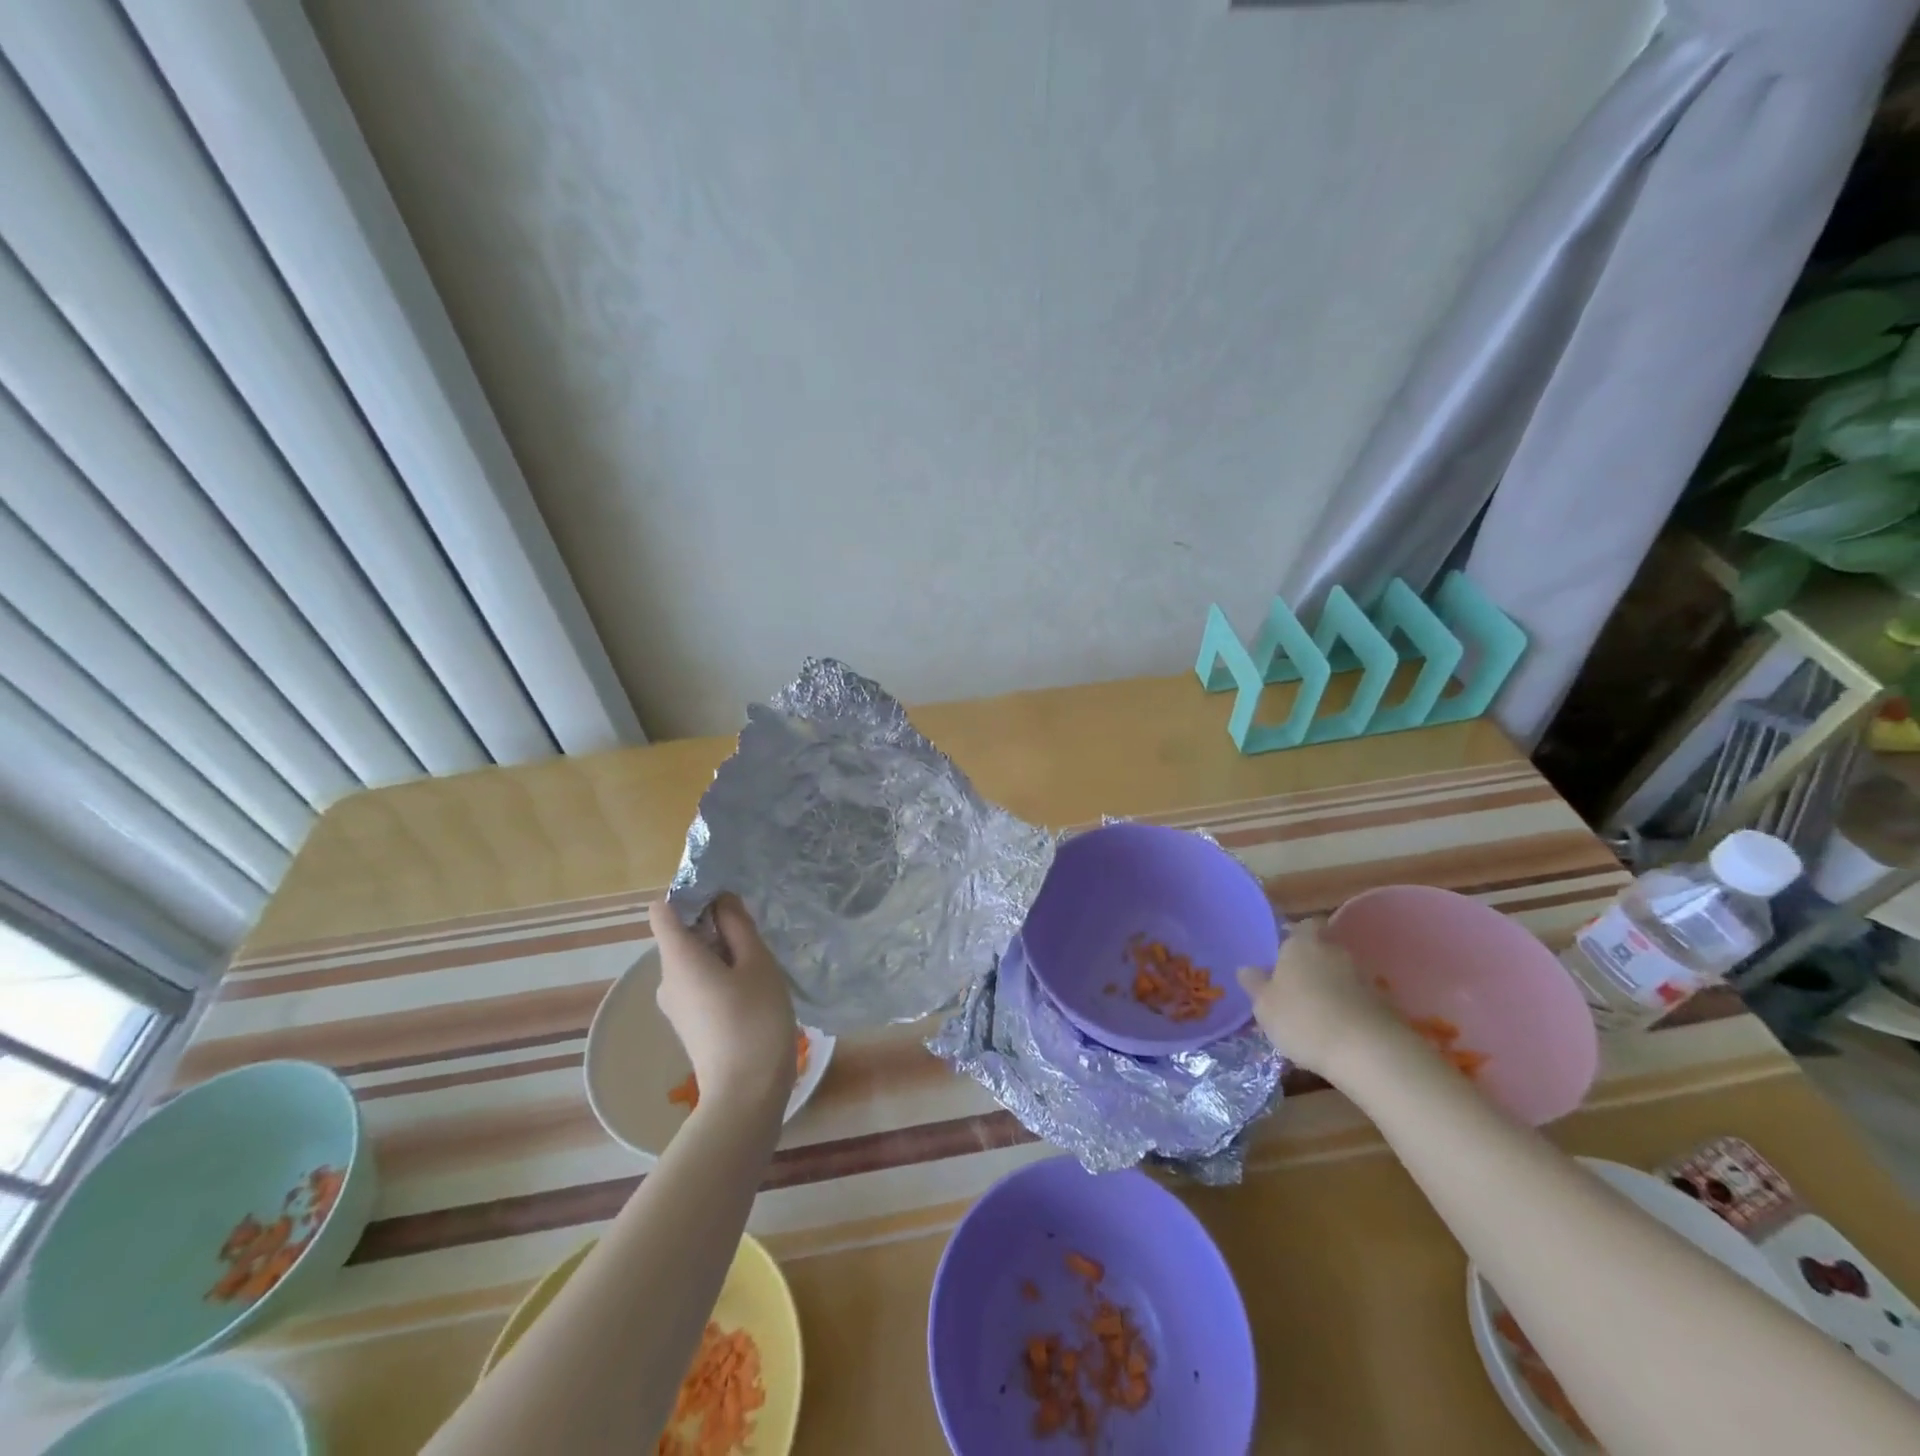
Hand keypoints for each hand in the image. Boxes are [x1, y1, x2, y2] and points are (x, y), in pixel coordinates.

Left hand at [648, 894, 797, 1113]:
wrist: (746, 1093)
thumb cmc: (755, 1020)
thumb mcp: (757, 963)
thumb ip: (738, 926)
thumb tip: (721, 900)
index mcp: (678, 958)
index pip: (662, 910)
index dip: (689, 895)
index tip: (724, 900)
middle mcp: (666, 978)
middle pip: (680, 934)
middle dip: (713, 925)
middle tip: (753, 934)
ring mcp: (674, 1004)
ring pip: (692, 960)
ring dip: (721, 951)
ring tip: (758, 963)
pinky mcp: (687, 1022)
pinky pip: (697, 982)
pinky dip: (719, 975)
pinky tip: (751, 989)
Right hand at [1237, 918, 1407, 1076]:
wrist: (1368, 1051)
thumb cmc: (1303, 1019)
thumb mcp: (1264, 1006)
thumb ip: (1255, 984)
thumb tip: (1247, 969)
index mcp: (1302, 943)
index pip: (1303, 926)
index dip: (1295, 938)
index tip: (1284, 958)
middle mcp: (1335, 951)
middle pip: (1323, 950)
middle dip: (1313, 965)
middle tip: (1296, 989)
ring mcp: (1365, 976)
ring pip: (1342, 974)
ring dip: (1333, 988)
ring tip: (1318, 1015)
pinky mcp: (1385, 1003)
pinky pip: (1360, 999)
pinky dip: (1351, 1009)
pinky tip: (1341, 1031)